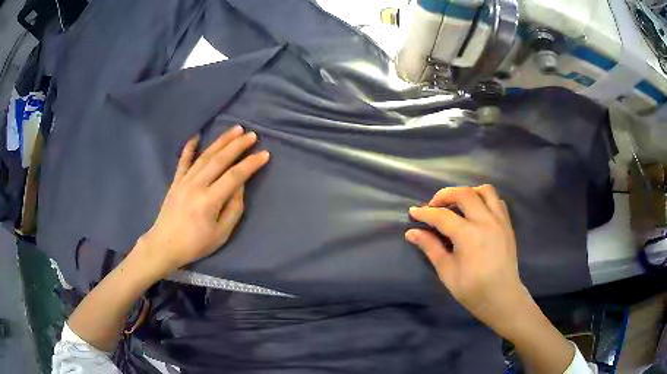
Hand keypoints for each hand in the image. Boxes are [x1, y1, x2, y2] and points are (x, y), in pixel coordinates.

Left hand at [140, 125, 269, 277]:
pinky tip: (196, 136)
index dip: (251, 164)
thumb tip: (239, 186)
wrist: (165, 245)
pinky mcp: (175, 181)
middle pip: (220, 160)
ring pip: (204, 156)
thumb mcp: (221, 234)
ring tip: (235, 129)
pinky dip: (189, 147)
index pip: (234, 176)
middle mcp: (196, 186)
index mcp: (209, 201)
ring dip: (221, 141)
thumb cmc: (195, 244)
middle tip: (252, 135)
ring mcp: (184, 181)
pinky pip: (183, 160)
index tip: (264, 154)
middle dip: (238, 145)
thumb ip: (233, 209)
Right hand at [405, 185, 531, 337]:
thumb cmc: (473, 290)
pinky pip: (497, 201)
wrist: (502, 298)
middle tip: (434, 206)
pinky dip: (485, 200)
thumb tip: (412, 233)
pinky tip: (477, 213)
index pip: (443, 216)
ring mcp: (500, 221)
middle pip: (464, 194)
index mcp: (469, 235)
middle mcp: (486, 221)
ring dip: (468, 193)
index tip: (413, 212)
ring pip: (485, 190)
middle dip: (445, 195)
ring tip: (458, 205)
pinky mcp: (508, 224)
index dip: (425, 213)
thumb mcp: (447, 272)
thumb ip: (431, 248)